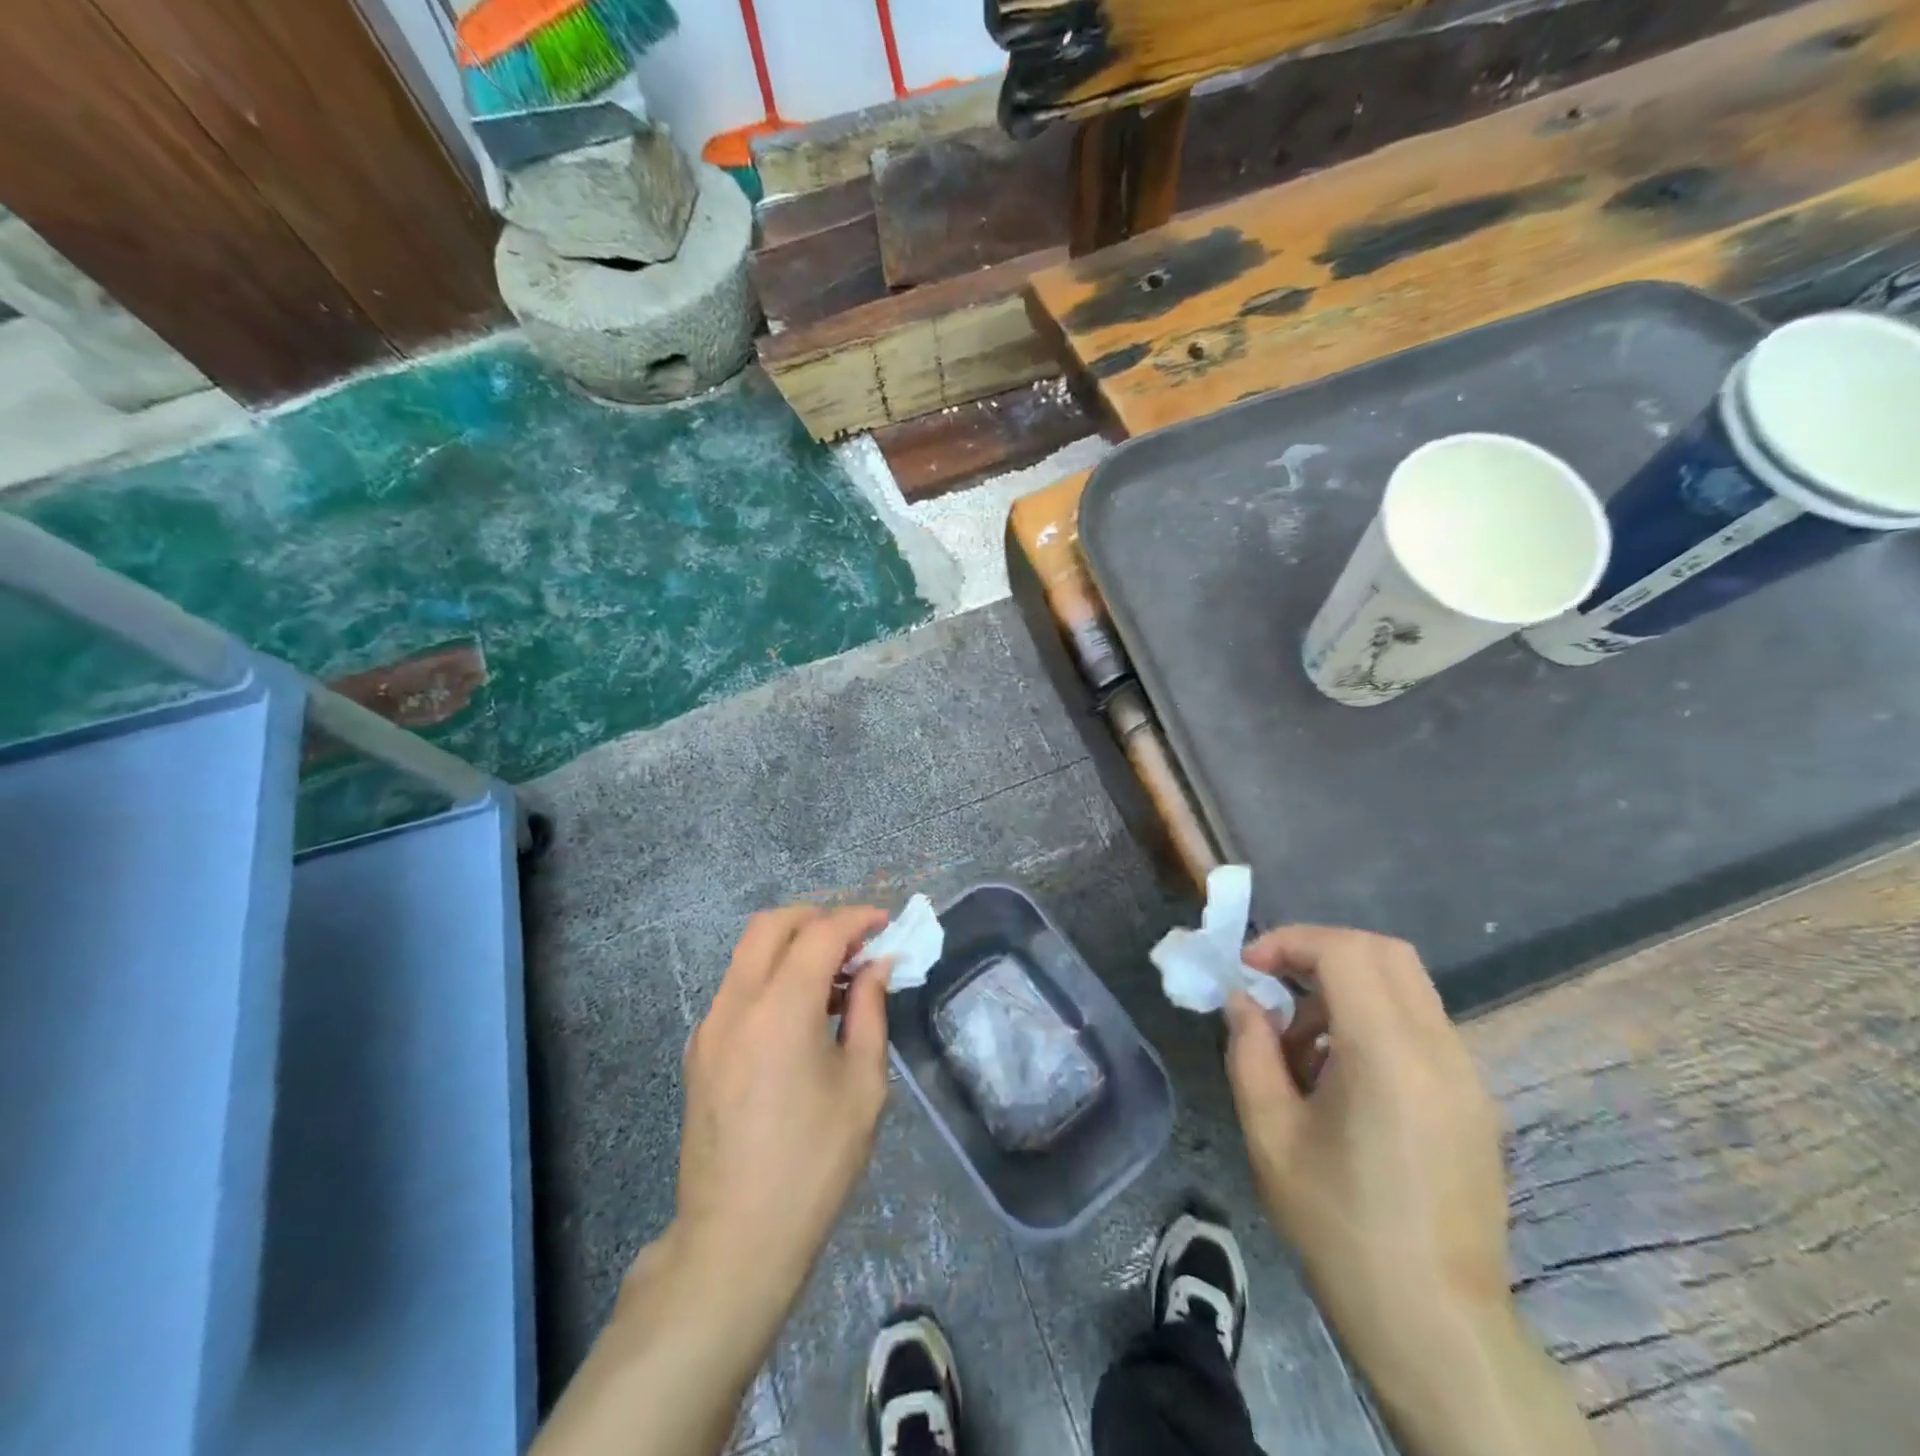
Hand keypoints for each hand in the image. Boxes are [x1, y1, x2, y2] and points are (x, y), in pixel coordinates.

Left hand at [534, 907, 892, 1455]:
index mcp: (780, 1009)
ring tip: (836, 978)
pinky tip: (802, 1013)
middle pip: (772, 925)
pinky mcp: (700, 1050)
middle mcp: (736, 1004)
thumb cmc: (814, 1163)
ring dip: (793, 946)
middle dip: (818, 918)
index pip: (820, 933)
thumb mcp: (862, 1085)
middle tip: (856, 942)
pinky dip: (772, 976)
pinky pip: (738, 987)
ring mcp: (710, 1026)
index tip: (886, 924)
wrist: (735, 1239)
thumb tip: (877, 966)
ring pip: (749, 952)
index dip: (857, 919)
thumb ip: (870, 1012)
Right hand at [1223, 926, 1592, 1455]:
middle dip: (1319, 952)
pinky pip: (1420, 1025)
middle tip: (1274, 985)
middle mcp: (1440, 1051)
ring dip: (1344, 989)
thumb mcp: (1269, 1133)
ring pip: (1404, 986)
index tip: (1248, 967)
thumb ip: (1249, 1051)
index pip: (1345, 951)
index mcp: (1389, 1055)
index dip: (1290, 942)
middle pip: (1384, 952)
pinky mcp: (1474, 1100)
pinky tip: (1340, 1077)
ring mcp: (1467, 1075)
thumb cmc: (1339, 1225)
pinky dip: (1372, 1020)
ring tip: (1301, 1047)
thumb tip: (1243, 1000)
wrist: (1434, 1322)